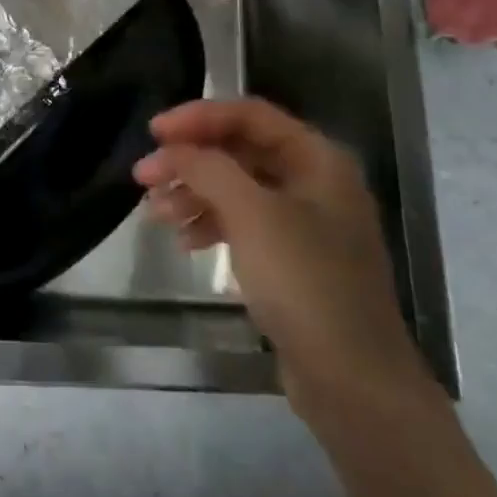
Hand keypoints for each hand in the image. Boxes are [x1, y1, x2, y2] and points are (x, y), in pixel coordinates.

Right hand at [133, 98, 428, 417]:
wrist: (353, 380)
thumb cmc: (305, 282)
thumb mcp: (251, 214)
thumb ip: (208, 169)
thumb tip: (174, 148)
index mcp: (317, 160)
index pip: (249, 115)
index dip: (198, 117)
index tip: (153, 133)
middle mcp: (315, 183)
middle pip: (241, 151)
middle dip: (190, 160)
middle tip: (143, 178)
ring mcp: (306, 224)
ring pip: (238, 189)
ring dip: (194, 194)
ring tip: (155, 214)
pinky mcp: (293, 260)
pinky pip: (244, 224)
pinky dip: (212, 224)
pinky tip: (185, 242)